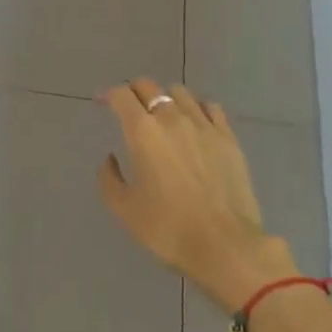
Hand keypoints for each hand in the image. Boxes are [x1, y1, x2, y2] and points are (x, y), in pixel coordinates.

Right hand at [97, 79, 298, 312]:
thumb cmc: (168, 228)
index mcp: (143, 132)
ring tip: (163, 114)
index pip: (122, 95)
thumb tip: (111, 159)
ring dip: (166, 98)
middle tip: (129, 107)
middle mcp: (173, 118)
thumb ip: (109, 178)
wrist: (225, 245)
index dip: (109, 95)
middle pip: (150, 87)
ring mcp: (204, 125)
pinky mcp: (228, 137)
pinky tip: (195, 122)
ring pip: (181, 93)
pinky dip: (197, 108)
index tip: (103, 103)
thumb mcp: (124, 209)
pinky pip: (210, 107)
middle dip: (134, 91)